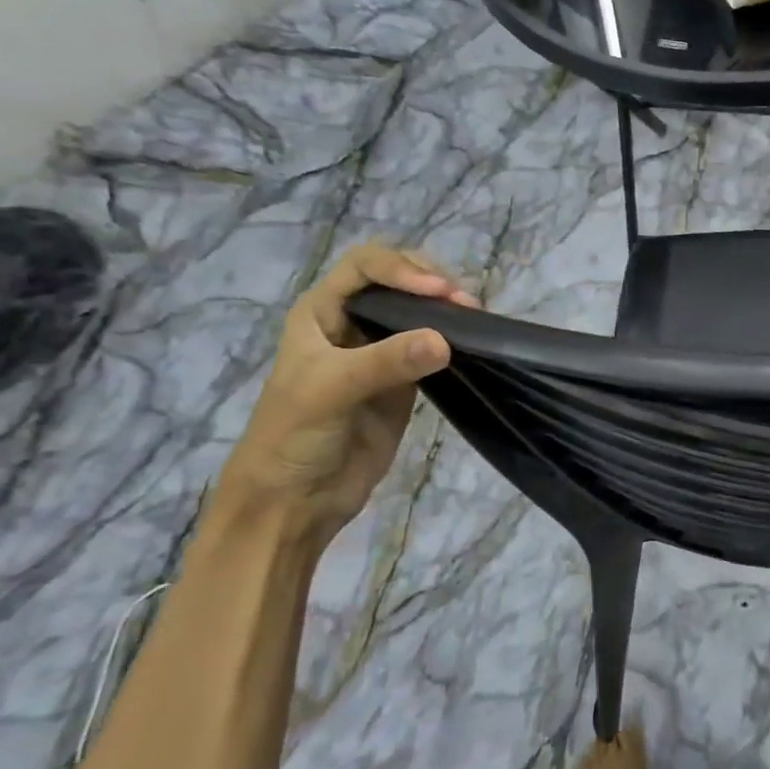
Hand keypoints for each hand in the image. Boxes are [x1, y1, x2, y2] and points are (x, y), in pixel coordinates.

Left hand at [213, 243, 475, 557]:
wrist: (294, 501)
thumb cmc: (293, 437)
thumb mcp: (329, 391)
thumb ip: (385, 362)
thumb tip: (445, 341)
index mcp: (321, 312)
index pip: (366, 266)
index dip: (402, 269)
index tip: (438, 292)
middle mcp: (352, 323)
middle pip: (399, 281)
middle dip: (432, 283)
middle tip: (465, 305)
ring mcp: (382, 353)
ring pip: (421, 313)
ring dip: (448, 310)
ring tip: (476, 319)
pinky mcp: (405, 381)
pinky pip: (434, 348)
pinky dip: (455, 340)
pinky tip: (473, 343)